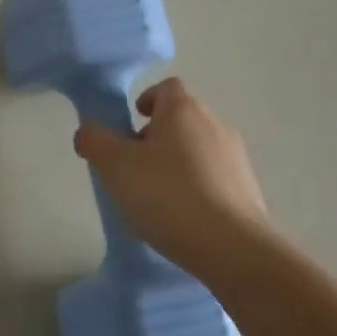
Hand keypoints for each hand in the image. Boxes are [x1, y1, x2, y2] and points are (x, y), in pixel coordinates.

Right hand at [74, 77, 271, 278]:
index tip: (130, 126)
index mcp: (184, 110)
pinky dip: (195, 189)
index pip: (166, 88)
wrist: (233, 248)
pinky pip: (213, 179)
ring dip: (175, 164)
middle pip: (181, 119)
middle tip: (133, 167)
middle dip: (155, 137)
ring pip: (197, 150)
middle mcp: (214, 125)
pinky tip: (181, 219)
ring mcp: (236, 158)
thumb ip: (95, 141)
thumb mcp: (115, 166)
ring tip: (155, 199)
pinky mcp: (248, 191)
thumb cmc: (168, 195)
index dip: (146, 101)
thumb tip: (88, 131)